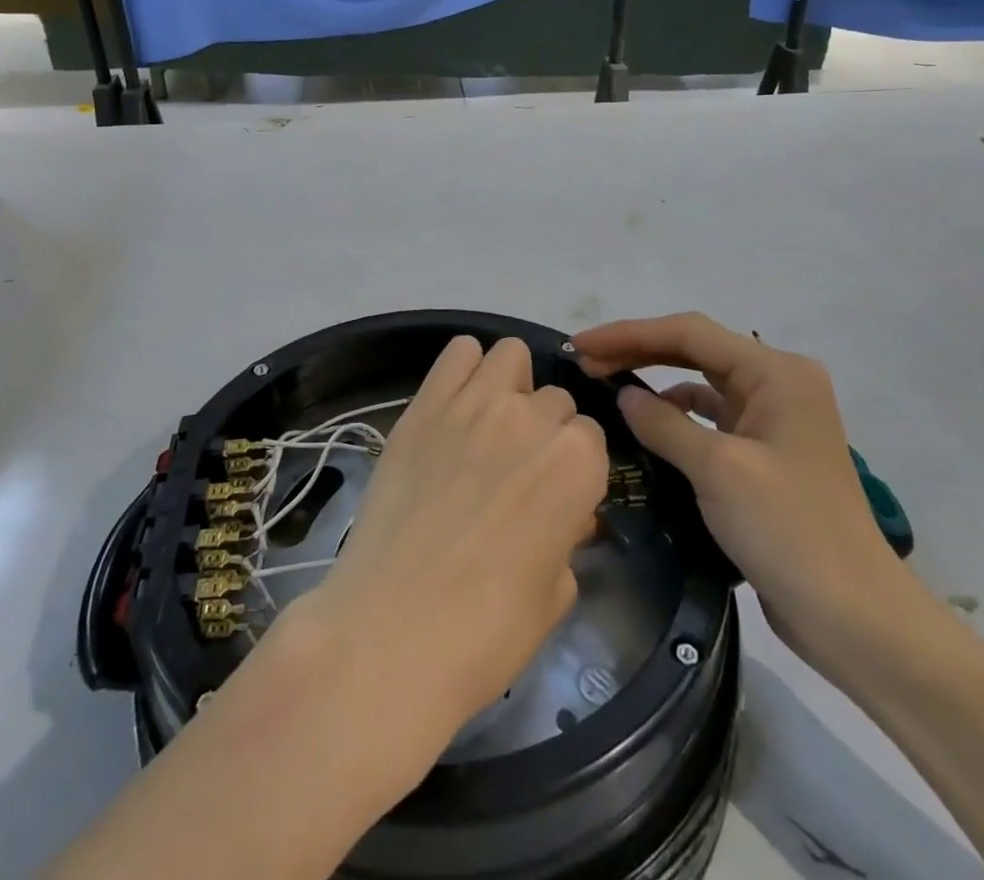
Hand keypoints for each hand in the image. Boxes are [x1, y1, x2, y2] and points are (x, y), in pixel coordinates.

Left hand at [297, 335, 609, 734]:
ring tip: (490, 424)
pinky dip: (464, 368)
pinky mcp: (424, 403)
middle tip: (516, 470)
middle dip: (544, 429)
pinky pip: (457, 353)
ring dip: (510, 384)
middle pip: (553, 399)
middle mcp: (532, 418)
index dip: (574, 468)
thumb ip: (567, 538)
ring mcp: (474, 403)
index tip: (556, 494)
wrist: (393, 629)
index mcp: (577, 463)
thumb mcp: (554, 593)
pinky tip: (455, 404)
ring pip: (509, 355)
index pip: (590, 437)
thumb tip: (563, 518)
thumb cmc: (487, 631)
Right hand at [573, 314, 916, 675]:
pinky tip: (647, 426)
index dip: (629, 334)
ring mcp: (775, 419)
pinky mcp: (767, 453)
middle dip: (638, 351)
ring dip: (654, 380)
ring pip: (701, 381)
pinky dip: (676, 415)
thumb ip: (663, 423)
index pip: (689, 333)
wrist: (855, 618)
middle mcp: (778, 383)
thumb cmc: (788, 530)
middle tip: (585, 361)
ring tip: (606, 388)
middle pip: (694, 350)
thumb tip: (623, 396)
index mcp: (775, 373)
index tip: (581, 345)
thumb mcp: (717, 469)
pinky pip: (711, 417)